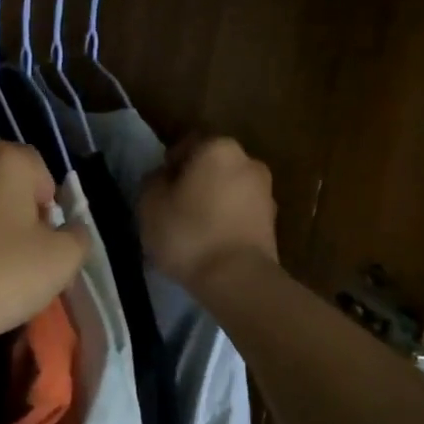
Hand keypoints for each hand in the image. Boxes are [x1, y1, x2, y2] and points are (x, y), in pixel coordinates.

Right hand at [139, 136, 277, 291]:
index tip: (158, 188)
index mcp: (218, 148)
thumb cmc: (188, 232)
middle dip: (194, 182)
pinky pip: (241, 214)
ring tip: (192, 229)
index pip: (187, 145)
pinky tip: (211, 243)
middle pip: (212, 167)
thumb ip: (153, 181)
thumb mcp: (150, 204)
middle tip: (173, 207)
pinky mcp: (273, 223)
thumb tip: (163, 177)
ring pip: (228, 190)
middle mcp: (248, 162)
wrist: (237, 279)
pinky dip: (227, 221)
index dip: (169, 165)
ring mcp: (266, 193)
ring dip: (212, 202)